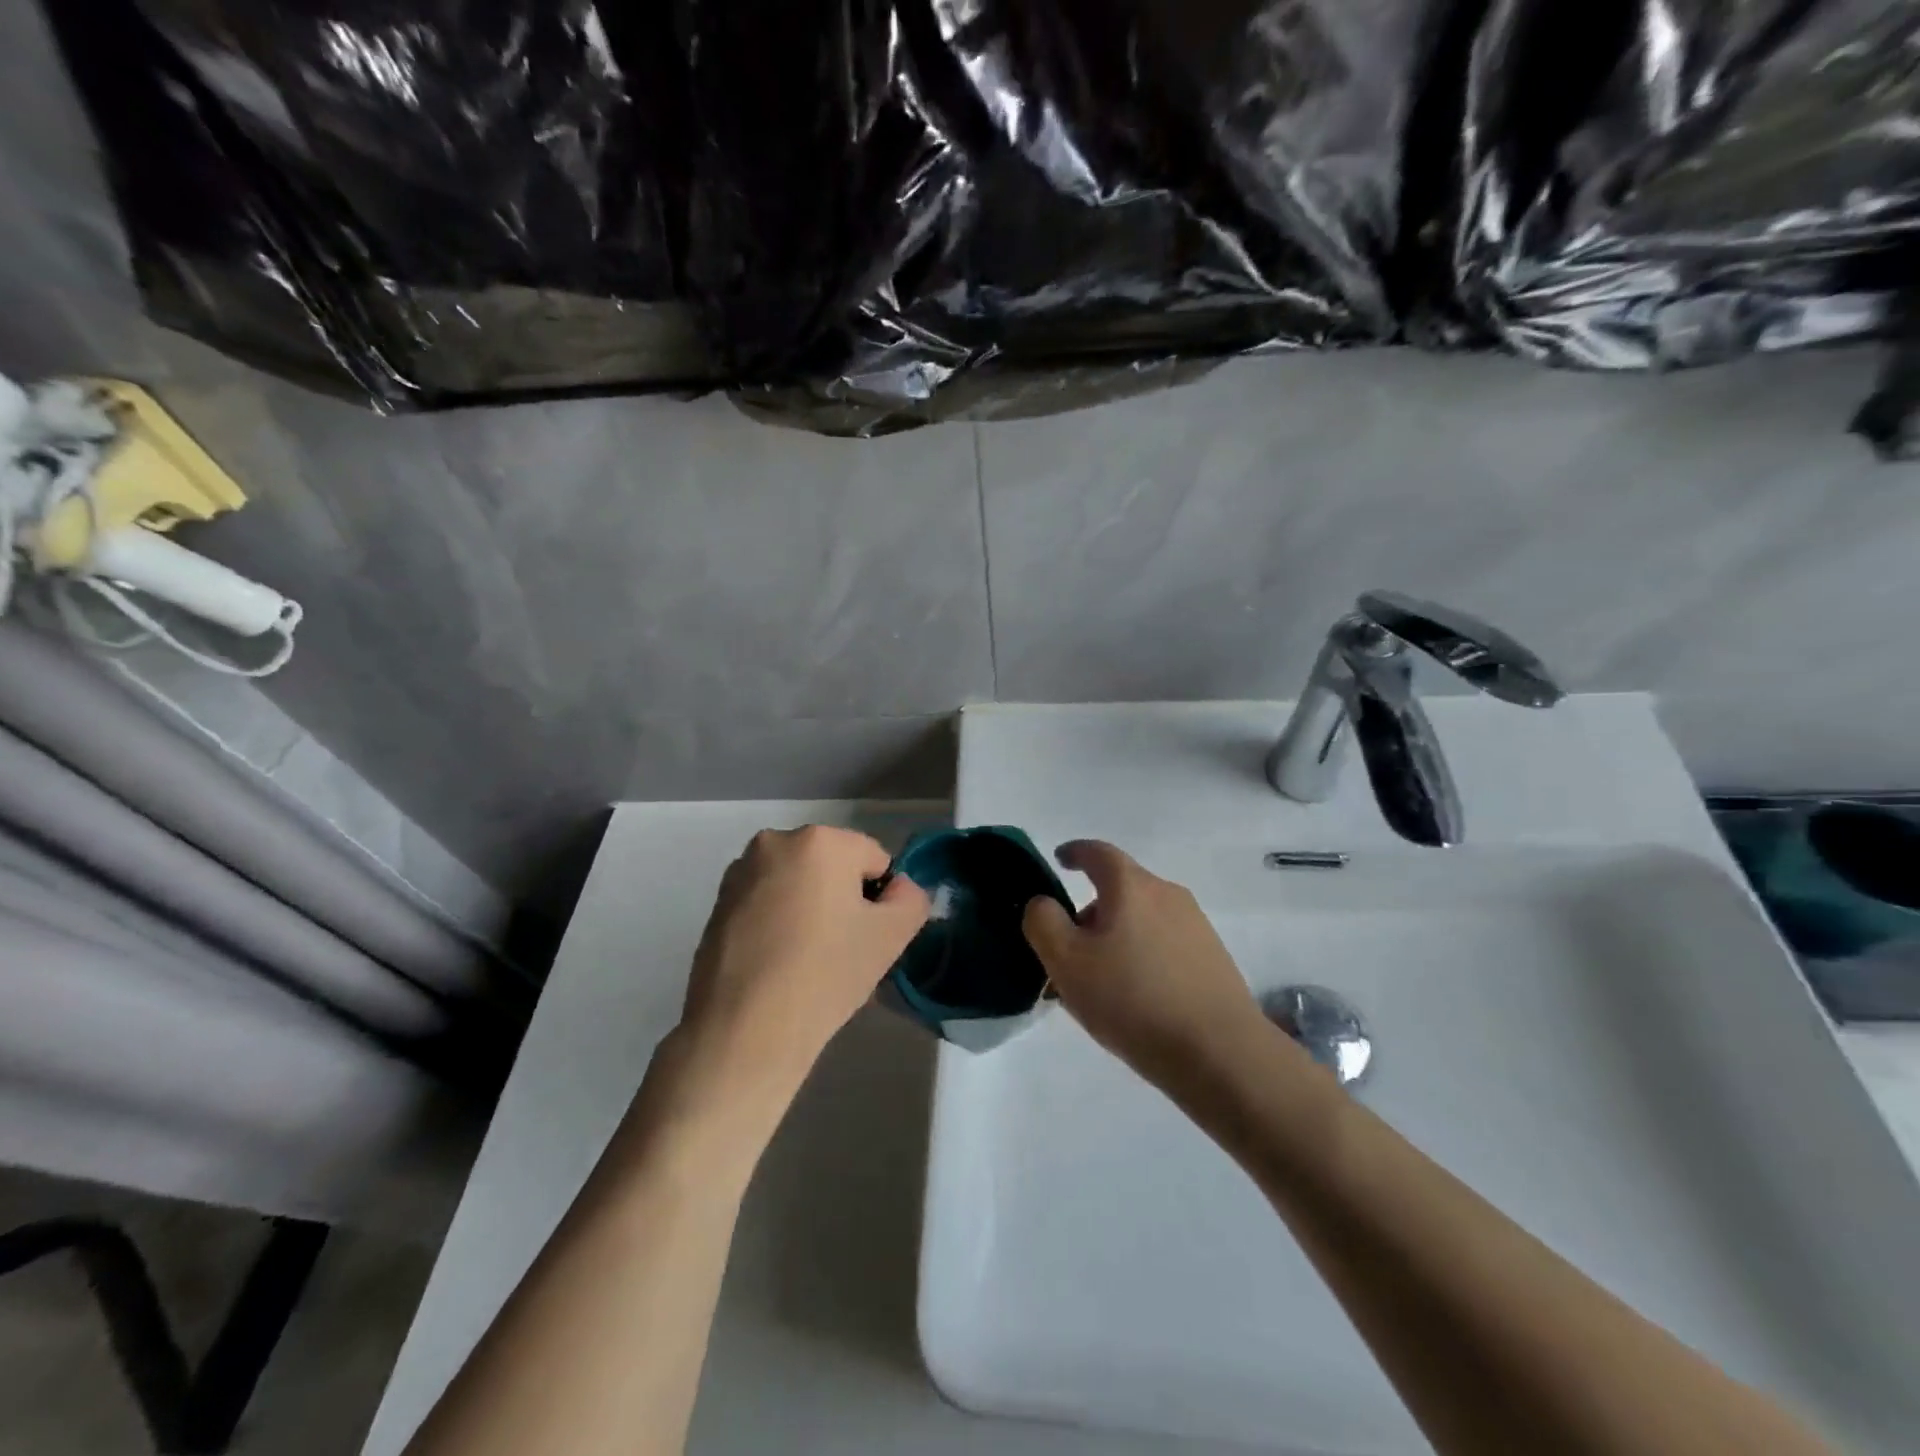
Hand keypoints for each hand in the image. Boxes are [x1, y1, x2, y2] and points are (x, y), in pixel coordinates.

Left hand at [676, 826, 928, 1113]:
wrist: (743, 1030)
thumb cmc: (825, 973)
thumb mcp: (891, 936)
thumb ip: (911, 899)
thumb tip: (899, 888)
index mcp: (820, 840)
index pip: (874, 860)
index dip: (881, 900)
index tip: (869, 938)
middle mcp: (775, 842)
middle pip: (832, 868)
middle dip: (843, 901)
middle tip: (843, 952)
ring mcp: (740, 872)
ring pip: (798, 885)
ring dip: (810, 911)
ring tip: (809, 962)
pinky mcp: (716, 904)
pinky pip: (767, 903)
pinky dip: (779, 923)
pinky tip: (778, 965)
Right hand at [1023, 840, 1264, 1090]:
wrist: (1219, 1053)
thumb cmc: (1132, 999)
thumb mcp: (1067, 961)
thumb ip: (1044, 922)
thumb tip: (1044, 903)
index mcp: (1130, 886)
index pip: (1097, 852)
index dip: (1074, 852)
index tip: (1059, 860)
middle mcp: (1167, 894)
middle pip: (1120, 889)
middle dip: (1090, 912)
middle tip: (1068, 951)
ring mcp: (1195, 925)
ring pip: (1142, 919)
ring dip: (1116, 938)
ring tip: (1099, 983)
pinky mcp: (1212, 958)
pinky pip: (1164, 944)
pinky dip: (1142, 957)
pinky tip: (1134, 998)